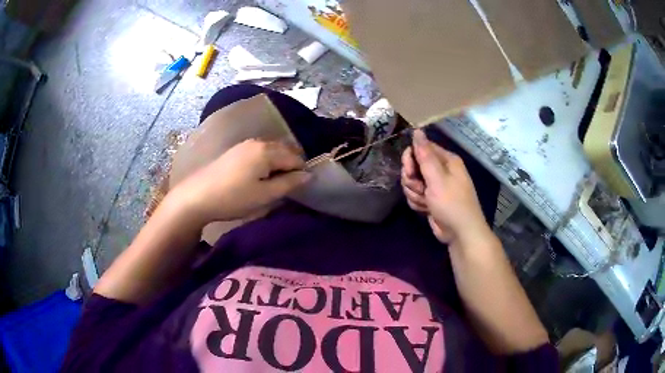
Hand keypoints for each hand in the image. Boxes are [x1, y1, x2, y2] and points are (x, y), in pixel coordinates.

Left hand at [171, 139, 310, 224]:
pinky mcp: (234, 151)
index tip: (298, 190)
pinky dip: (266, 162)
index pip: (296, 157)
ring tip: (274, 183)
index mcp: (267, 151)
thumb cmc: (233, 198)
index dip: (301, 173)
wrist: (196, 196)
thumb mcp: (265, 195)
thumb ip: (289, 184)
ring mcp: (244, 144)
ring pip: (271, 150)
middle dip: (291, 166)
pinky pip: (259, 152)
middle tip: (288, 187)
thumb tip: (308, 175)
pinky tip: (259, 177)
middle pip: (285, 149)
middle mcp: (257, 142)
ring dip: (278, 164)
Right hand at [401, 130, 492, 245]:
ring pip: (411, 182)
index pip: (420, 148)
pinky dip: (417, 202)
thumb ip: (424, 155)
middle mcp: (440, 170)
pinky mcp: (430, 198)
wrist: (460, 233)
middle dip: (412, 180)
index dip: (411, 159)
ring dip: (415, 194)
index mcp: (446, 160)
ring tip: (426, 202)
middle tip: (420, 190)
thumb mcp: (437, 179)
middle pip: (413, 166)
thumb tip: (417, 130)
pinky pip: (414, 194)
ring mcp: (434, 185)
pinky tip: (426, 209)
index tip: (410, 171)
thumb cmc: (452, 203)